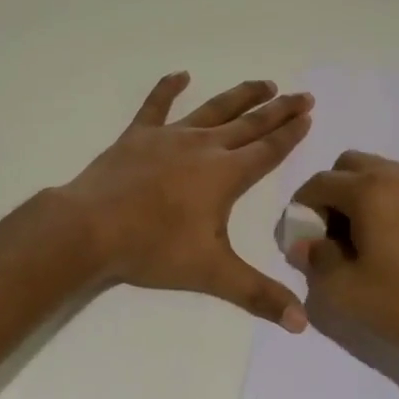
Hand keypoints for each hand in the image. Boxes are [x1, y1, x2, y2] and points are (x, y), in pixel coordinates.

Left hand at [61, 73, 314, 329]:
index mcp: (225, 174)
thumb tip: (302, 324)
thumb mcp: (212, 274)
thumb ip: (258, 294)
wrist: (90, 228)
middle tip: (302, 95)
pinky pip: (156, 105)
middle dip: (278, 110)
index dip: (291, 133)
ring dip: (240, 96)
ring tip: (264, 83)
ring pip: (213, 109)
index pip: (268, 150)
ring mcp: (169, 136)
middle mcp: (203, 147)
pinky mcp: (137, 135)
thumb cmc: (154, 248)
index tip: (308, 115)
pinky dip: (168, 88)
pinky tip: (181, 74)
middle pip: (249, 124)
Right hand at [286, 152, 398, 391]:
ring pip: (381, 172)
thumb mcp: (345, 289)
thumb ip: (315, 259)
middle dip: (333, 192)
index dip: (303, 208)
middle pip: (349, 165)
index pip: (320, 183)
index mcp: (370, 189)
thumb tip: (304, 243)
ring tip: (365, 238)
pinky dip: (392, 200)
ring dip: (362, 194)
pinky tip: (397, 241)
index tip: (303, 237)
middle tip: (333, 233)